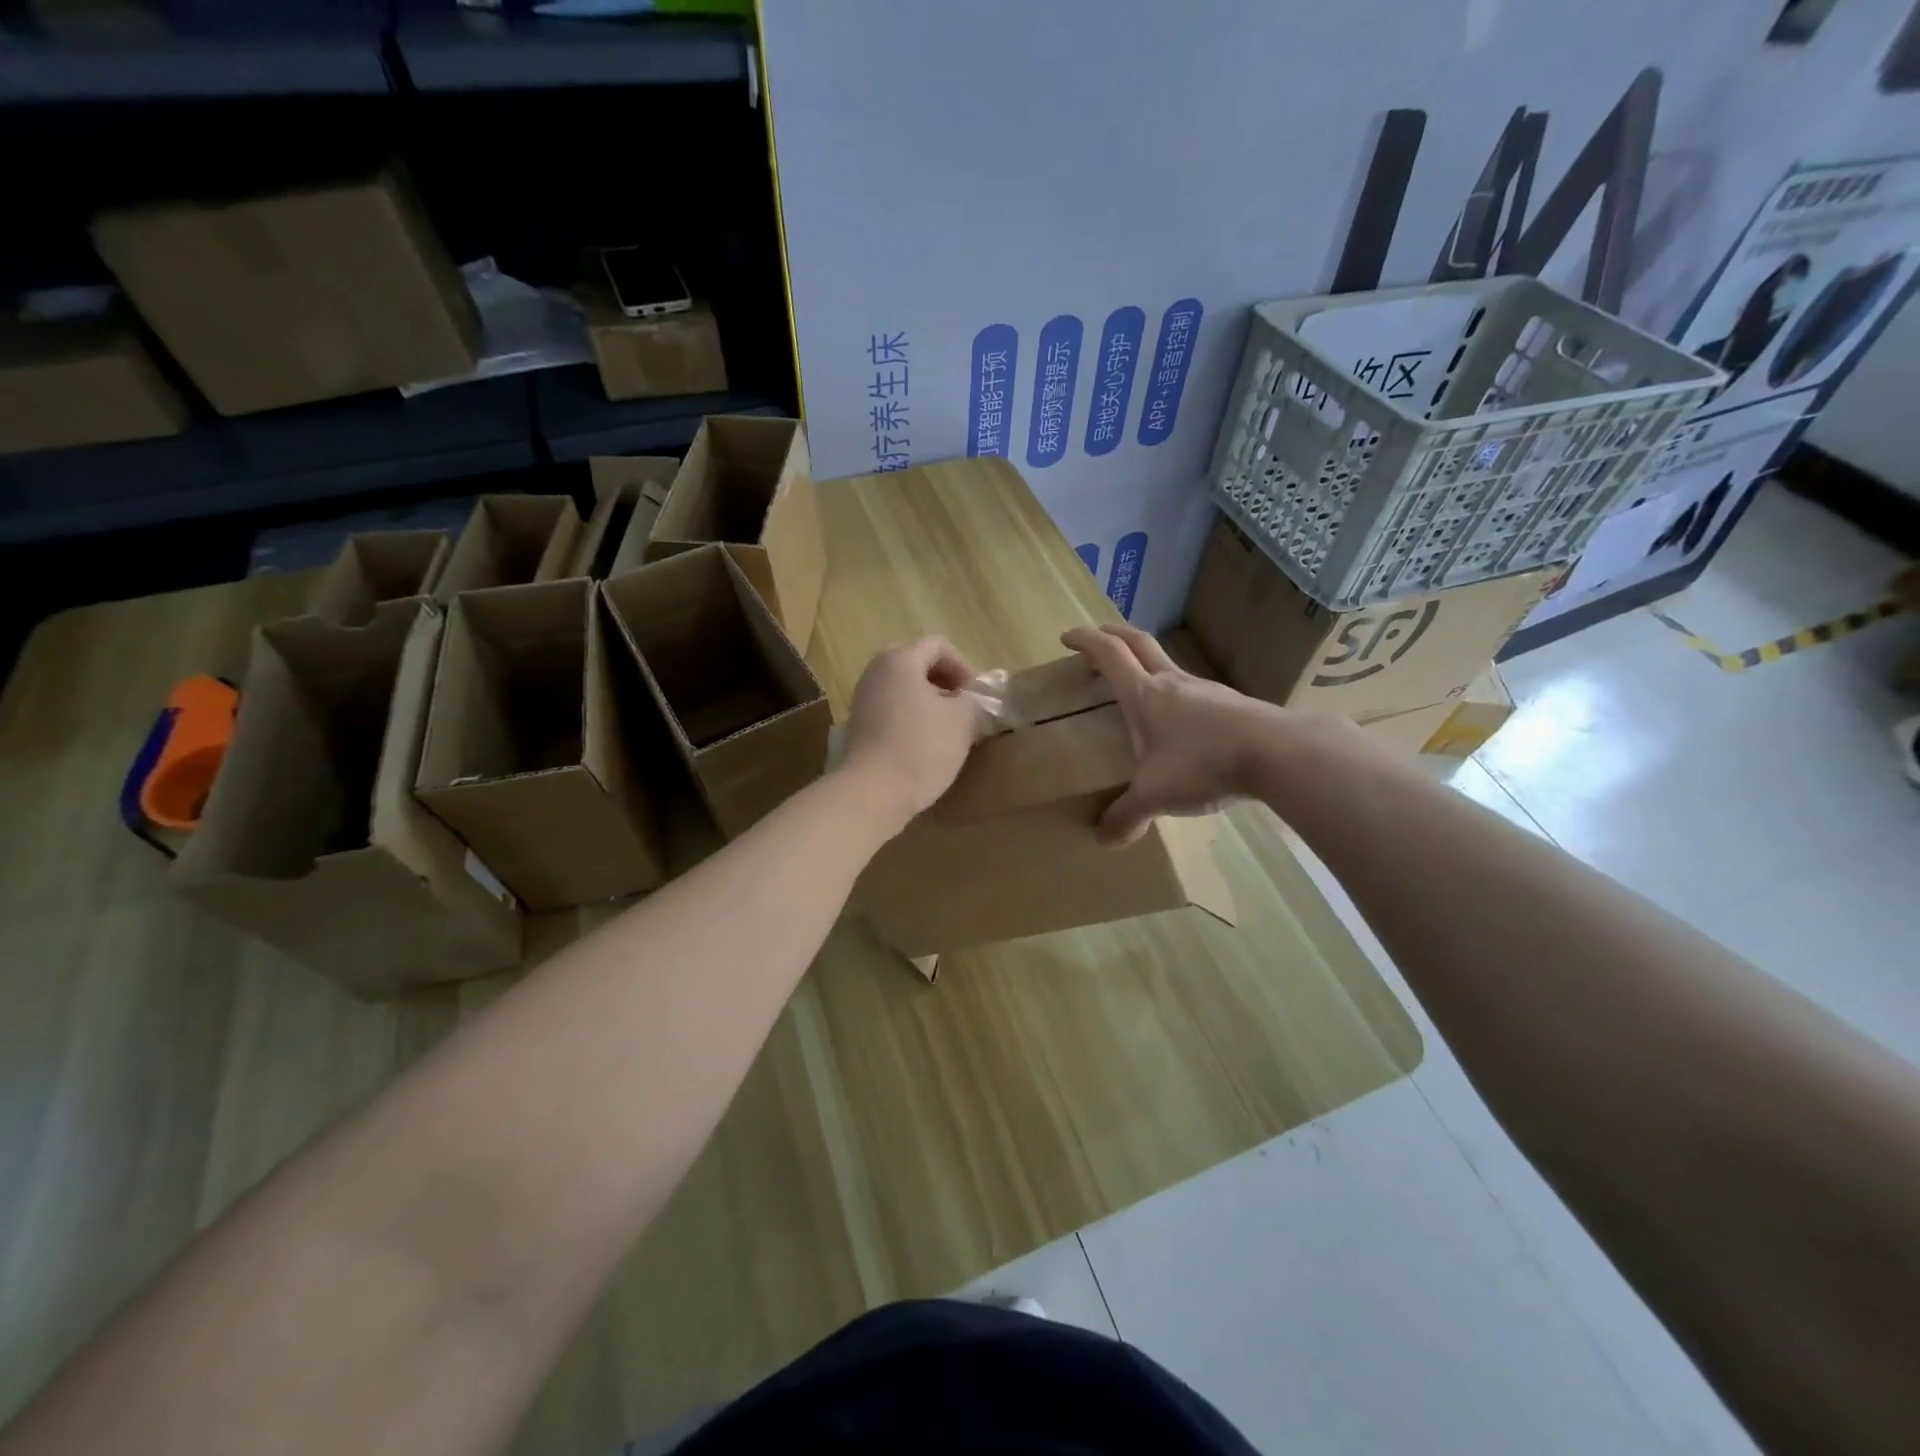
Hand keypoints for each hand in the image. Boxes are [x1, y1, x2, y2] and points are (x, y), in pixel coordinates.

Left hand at [842, 637, 990, 831]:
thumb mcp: (962, 720)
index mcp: (899, 660)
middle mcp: (876, 672)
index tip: (976, 696)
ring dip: (931, 704)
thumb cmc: (921, 747)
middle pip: (918, 665)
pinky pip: (893, 711)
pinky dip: (913, 719)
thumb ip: (973, 702)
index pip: (938, 646)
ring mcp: (863, 700)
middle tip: (964, 708)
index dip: (964, 667)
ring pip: (905, 690)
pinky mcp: (860, 727)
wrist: (872, 793)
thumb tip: (971, 702)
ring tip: (950, 730)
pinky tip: (927, 746)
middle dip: (946, 684)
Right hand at [1061, 623, 1287, 845]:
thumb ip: (1127, 815)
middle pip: (1138, 643)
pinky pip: (1193, 691)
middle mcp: (1172, 683)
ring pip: (1168, 665)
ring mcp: (1205, 690)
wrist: (1277, 752)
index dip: (1086, 641)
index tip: (1067, 637)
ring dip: (1146, 665)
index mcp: (1145, 693)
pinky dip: (1174, 694)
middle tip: (1097, 639)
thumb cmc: (1203, 762)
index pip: (1109, 654)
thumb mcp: (1155, 794)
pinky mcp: (1231, 705)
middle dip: (1113, 635)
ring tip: (1136, 687)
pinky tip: (1179, 723)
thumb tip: (1103, 840)